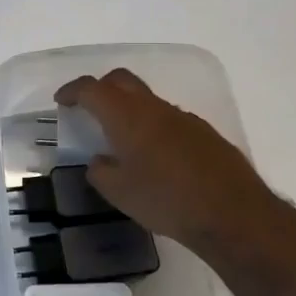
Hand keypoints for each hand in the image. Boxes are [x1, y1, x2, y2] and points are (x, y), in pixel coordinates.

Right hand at [54, 69, 291, 256]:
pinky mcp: (205, 134)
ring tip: (123, 141)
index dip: (73, 91)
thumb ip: (100, 171)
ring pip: (148, 101)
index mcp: (127, 116)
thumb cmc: (165, 200)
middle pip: (122, 81)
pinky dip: (154, 128)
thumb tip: (100, 161)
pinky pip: (170, 120)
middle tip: (89, 108)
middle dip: (101, 88)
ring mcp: (184, 119)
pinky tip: (157, 159)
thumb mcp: (118, 192)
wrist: (233, 215)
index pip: (92, 89)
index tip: (62, 101)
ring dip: (130, 111)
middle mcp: (154, 108)